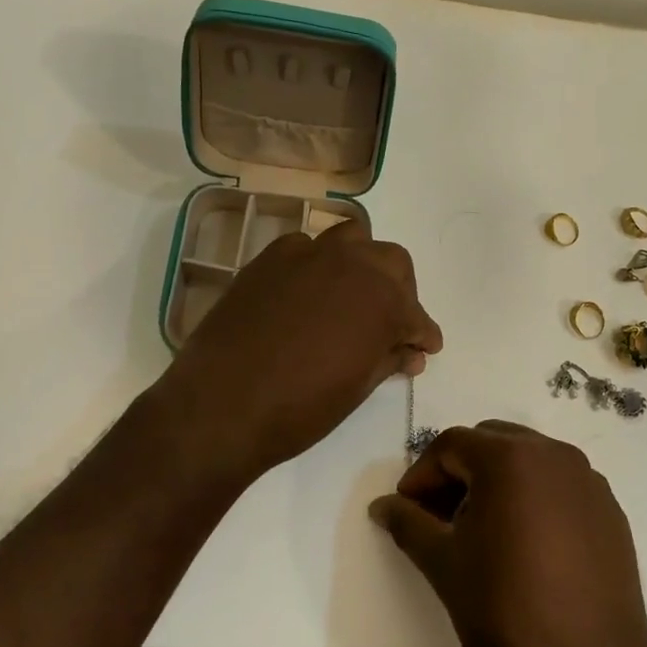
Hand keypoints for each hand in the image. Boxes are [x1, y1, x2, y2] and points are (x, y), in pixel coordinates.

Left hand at [162, 221, 442, 484]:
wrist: (222, 405)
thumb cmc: (301, 408)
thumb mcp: (358, 388)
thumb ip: (389, 359)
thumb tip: (410, 352)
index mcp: (383, 300)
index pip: (417, 315)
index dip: (423, 335)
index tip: (424, 349)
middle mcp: (353, 265)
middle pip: (392, 262)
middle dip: (400, 290)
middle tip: (391, 324)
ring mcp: (309, 254)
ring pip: (353, 239)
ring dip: (362, 264)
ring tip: (353, 296)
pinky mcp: (270, 258)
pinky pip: (306, 247)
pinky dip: (317, 264)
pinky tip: (307, 293)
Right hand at [370, 422, 646, 646]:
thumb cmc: (507, 611)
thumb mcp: (445, 566)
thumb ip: (409, 524)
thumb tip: (383, 505)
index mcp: (510, 458)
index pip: (451, 445)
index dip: (421, 474)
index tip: (406, 511)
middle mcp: (553, 454)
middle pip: (491, 442)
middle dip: (458, 471)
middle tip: (439, 515)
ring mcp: (587, 479)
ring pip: (528, 459)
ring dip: (496, 480)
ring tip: (480, 528)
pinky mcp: (609, 508)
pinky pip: (559, 484)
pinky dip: (533, 497)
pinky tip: (524, 542)